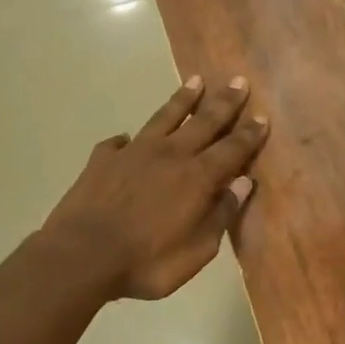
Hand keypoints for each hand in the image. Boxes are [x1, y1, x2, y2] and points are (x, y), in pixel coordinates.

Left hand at [41, 75, 268, 301]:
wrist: (82, 255)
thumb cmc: (147, 262)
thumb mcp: (197, 251)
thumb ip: (221, 215)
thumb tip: (243, 183)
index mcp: (197, 177)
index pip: (232, 148)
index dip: (249, 133)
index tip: (262, 116)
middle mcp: (170, 155)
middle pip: (204, 121)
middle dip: (224, 102)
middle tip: (238, 80)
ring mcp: (134, 152)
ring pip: (165, 117)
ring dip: (183, 99)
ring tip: (196, 80)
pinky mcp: (103, 159)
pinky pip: (119, 143)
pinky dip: (127, 140)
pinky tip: (127, 139)